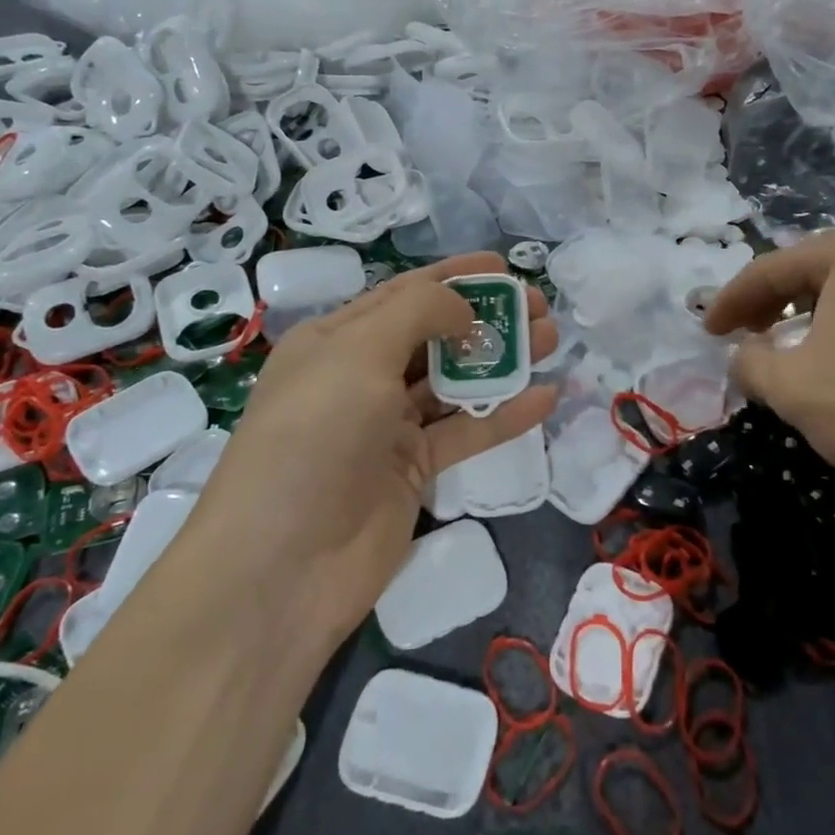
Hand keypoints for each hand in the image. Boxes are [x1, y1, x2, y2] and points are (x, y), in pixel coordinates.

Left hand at [193, 253, 557, 647]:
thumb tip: (464, 309)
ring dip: (502, 361)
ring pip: (455, 382)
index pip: (403, 294)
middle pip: (435, 335)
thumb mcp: (358, 354)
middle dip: (487, 317)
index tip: (504, 267)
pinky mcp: (413, 472)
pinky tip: (545, 398)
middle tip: (540, 308)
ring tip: (552, 341)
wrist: (282, 567)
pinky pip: (465, 433)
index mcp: (336, 341)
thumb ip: (417, 313)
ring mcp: (388, 428)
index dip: (454, 277)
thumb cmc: (313, 438)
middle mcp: (361, 378)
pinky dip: (504, 415)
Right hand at [702, 224, 834, 538]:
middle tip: (745, 333)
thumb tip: (744, 354)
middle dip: (774, 301)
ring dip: (815, 313)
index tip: (707, 331)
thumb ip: (750, 361)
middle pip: (817, 269)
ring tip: (792, 345)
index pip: (773, 268)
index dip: (731, 300)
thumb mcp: (791, 387)